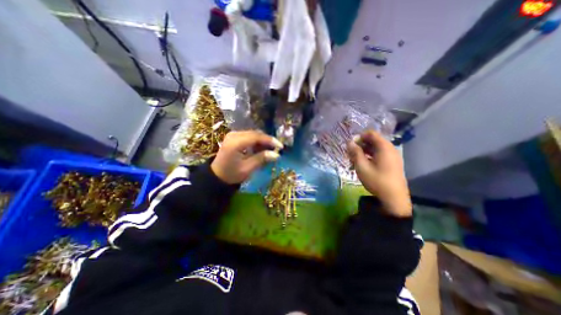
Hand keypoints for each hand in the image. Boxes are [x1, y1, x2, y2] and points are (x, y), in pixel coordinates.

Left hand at [210, 130, 282, 183]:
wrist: (217, 176)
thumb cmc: (231, 174)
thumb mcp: (247, 168)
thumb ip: (261, 159)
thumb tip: (276, 154)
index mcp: (236, 142)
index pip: (256, 137)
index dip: (270, 140)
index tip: (280, 146)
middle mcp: (234, 135)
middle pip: (255, 133)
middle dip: (267, 140)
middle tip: (277, 149)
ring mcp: (233, 135)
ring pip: (253, 134)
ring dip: (262, 141)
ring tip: (269, 150)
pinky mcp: (234, 137)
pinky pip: (249, 136)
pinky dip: (256, 141)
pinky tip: (260, 149)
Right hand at [347, 131, 410, 216]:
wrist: (394, 198)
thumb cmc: (376, 180)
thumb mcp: (362, 166)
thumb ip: (355, 152)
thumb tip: (349, 142)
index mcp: (384, 147)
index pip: (371, 134)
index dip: (359, 137)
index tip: (351, 145)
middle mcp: (390, 148)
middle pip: (373, 140)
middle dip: (360, 145)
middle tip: (351, 154)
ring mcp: (393, 156)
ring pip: (376, 148)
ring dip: (364, 151)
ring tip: (355, 160)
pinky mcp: (393, 163)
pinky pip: (380, 154)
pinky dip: (370, 156)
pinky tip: (363, 164)